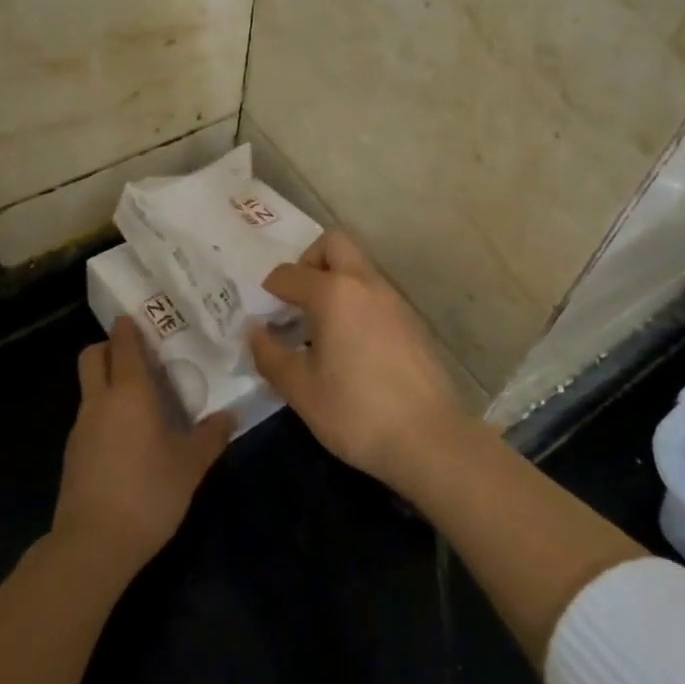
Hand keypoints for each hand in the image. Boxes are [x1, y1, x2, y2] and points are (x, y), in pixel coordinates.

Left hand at [52, 318, 233, 575]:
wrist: (93, 545)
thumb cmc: (148, 493)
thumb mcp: (190, 466)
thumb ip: (210, 437)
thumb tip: (230, 416)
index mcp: (129, 391)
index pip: (122, 343)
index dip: (130, 327)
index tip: (145, 320)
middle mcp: (99, 400)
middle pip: (92, 355)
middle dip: (110, 347)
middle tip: (139, 357)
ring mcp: (81, 426)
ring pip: (88, 386)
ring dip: (107, 381)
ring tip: (140, 399)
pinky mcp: (72, 453)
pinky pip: (88, 416)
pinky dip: (104, 412)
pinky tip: (127, 437)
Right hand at [249, 231, 471, 491]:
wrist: (430, 440)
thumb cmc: (356, 412)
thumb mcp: (300, 389)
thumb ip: (270, 354)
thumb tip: (254, 330)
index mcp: (333, 292)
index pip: (289, 273)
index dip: (269, 291)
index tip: (264, 316)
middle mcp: (365, 283)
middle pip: (333, 244)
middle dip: (309, 261)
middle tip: (297, 301)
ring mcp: (394, 300)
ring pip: (358, 268)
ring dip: (335, 283)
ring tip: (321, 329)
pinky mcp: (412, 321)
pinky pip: (375, 294)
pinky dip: (357, 304)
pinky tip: (351, 347)